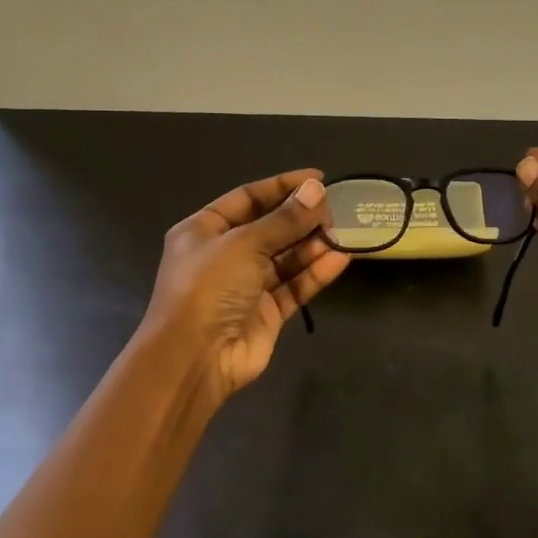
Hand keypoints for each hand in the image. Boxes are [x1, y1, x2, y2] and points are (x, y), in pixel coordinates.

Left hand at [139, 169, 350, 406]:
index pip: (247, 198)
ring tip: (342, 231)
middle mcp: (224, 255)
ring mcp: (246, 285)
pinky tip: (341, 258)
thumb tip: (316, 189)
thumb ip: (284, 219)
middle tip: (335, 207)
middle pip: (269, 227)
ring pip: (285, 258)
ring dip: (312, 244)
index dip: (281, 186)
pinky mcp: (267, 313)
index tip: (317, 178)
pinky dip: (315, 272)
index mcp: (204, 230)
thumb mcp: (244, 244)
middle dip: (301, 217)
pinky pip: (294, 285)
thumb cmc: (209, 287)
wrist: (195, 358)